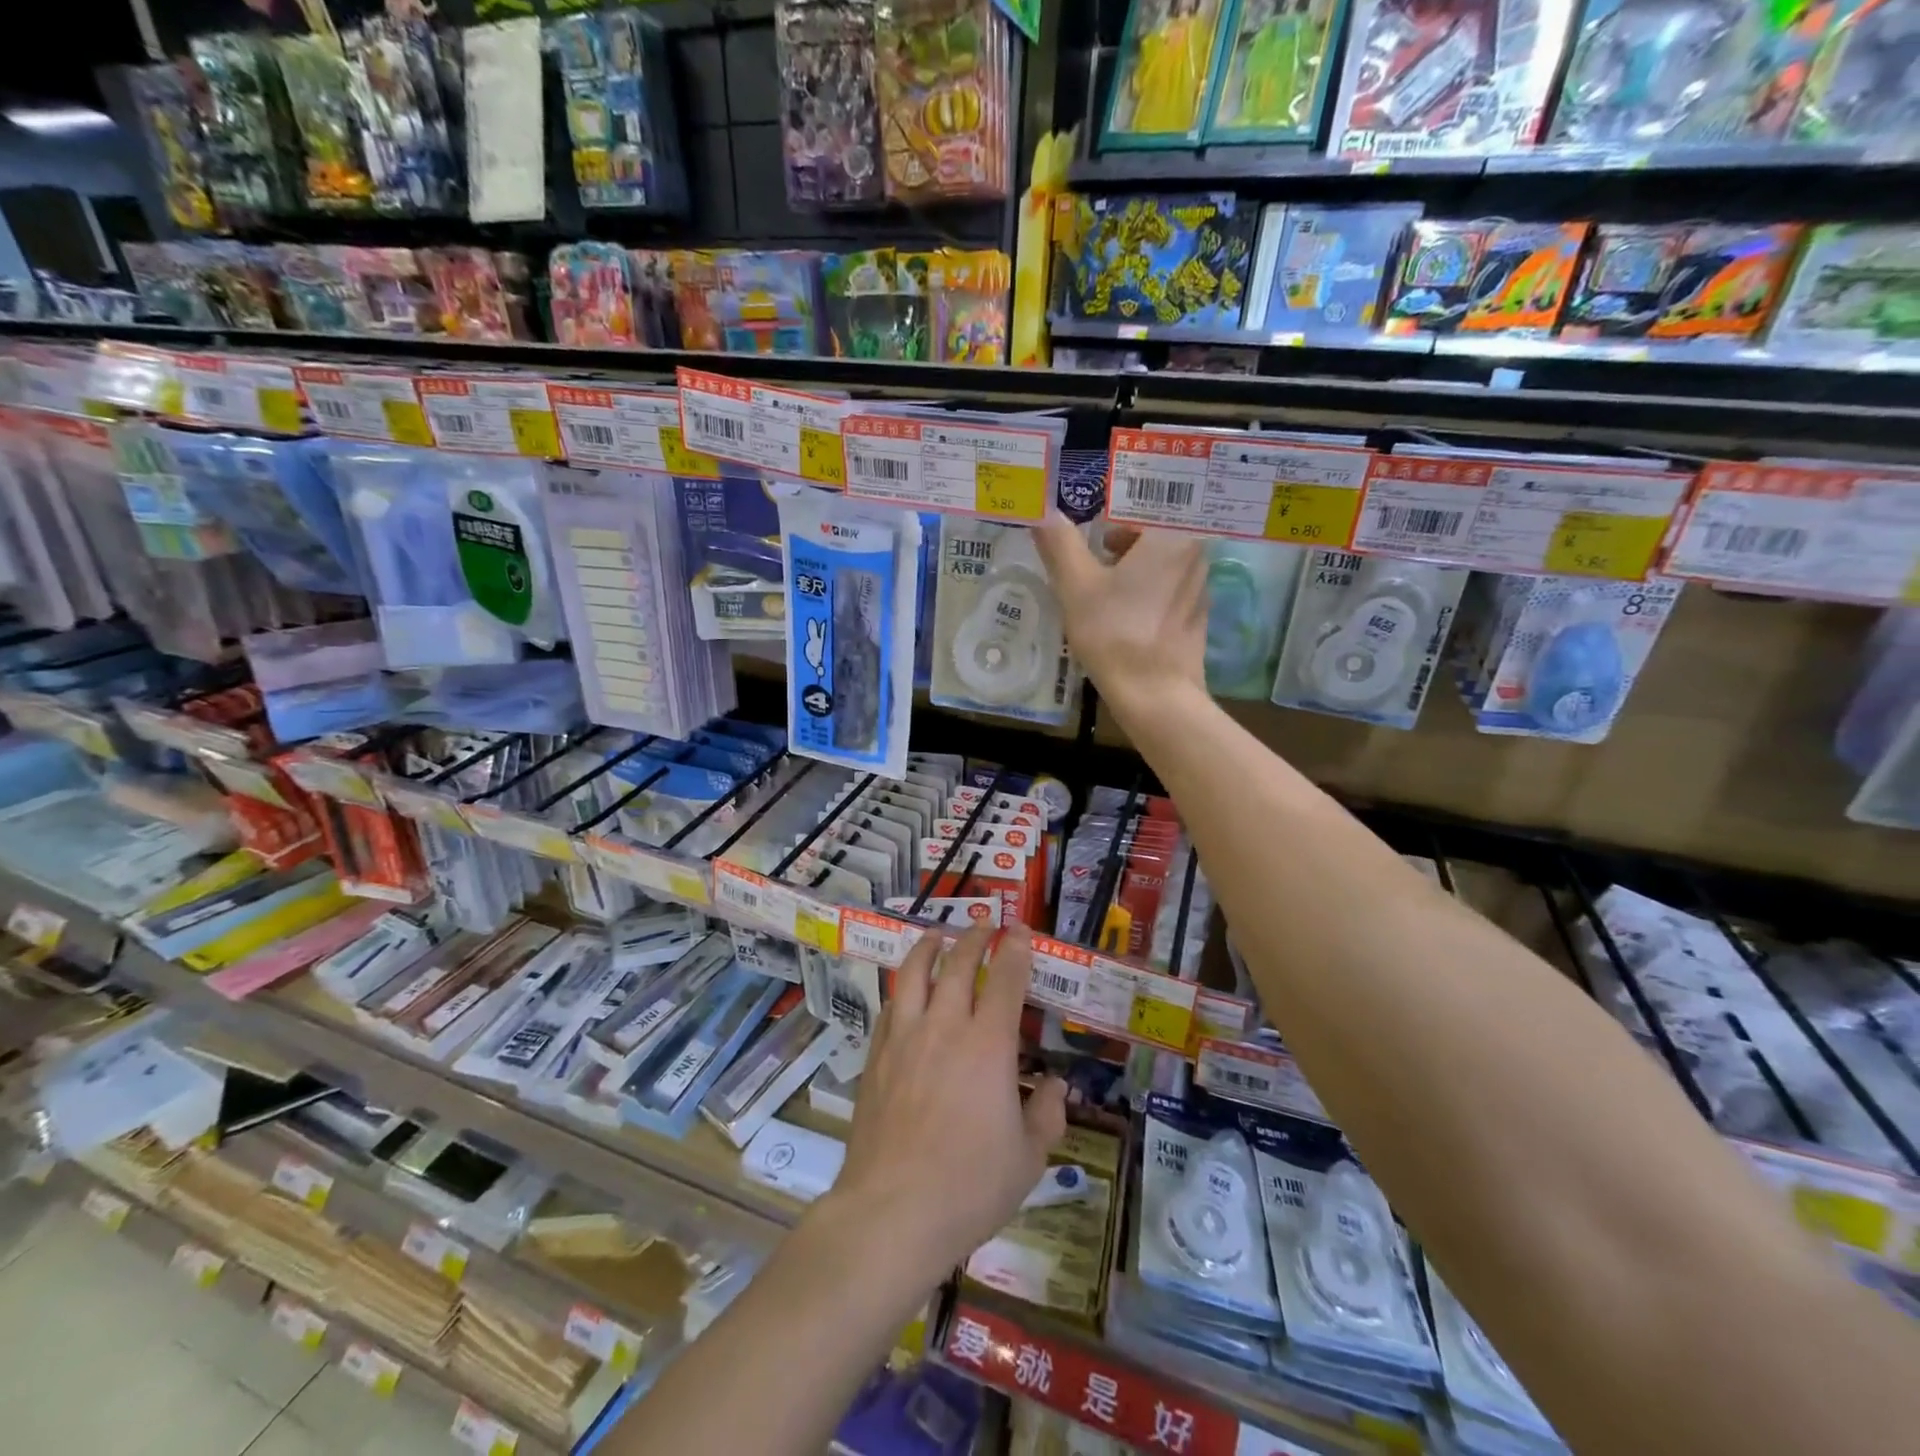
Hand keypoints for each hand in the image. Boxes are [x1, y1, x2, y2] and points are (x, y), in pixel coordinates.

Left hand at [829, 924, 1067, 1283]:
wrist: (892, 1210)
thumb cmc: (969, 1186)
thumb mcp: (1028, 1159)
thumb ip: (1047, 1115)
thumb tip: (1056, 1086)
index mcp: (988, 1045)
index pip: (1005, 979)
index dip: (1015, 949)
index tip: (1020, 930)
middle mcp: (945, 1027)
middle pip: (958, 964)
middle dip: (974, 937)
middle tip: (984, 925)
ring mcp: (904, 1038)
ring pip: (914, 974)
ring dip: (928, 947)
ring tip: (937, 935)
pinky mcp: (875, 1057)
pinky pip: (890, 1007)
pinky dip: (902, 989)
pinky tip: (905, 991)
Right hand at [1034, 515, 1207, 723]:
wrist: (1154, 695)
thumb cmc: (1114, 632)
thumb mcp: (1076, 586)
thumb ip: (1060, 544)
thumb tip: (1043, 512)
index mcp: (1174, 534)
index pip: (1146, 498)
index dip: (1114, 504)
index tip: (1090, 516)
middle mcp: (1196, 552)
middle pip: (1154, 528)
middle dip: (1120, 536)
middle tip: (1090, 550)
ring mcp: (1200, 585)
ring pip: (1162, 558)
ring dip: (1132, 562)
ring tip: (1100, 583)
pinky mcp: (1197, 614)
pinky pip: (1168, 585)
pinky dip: (1146, 587)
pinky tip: (1122, 611)